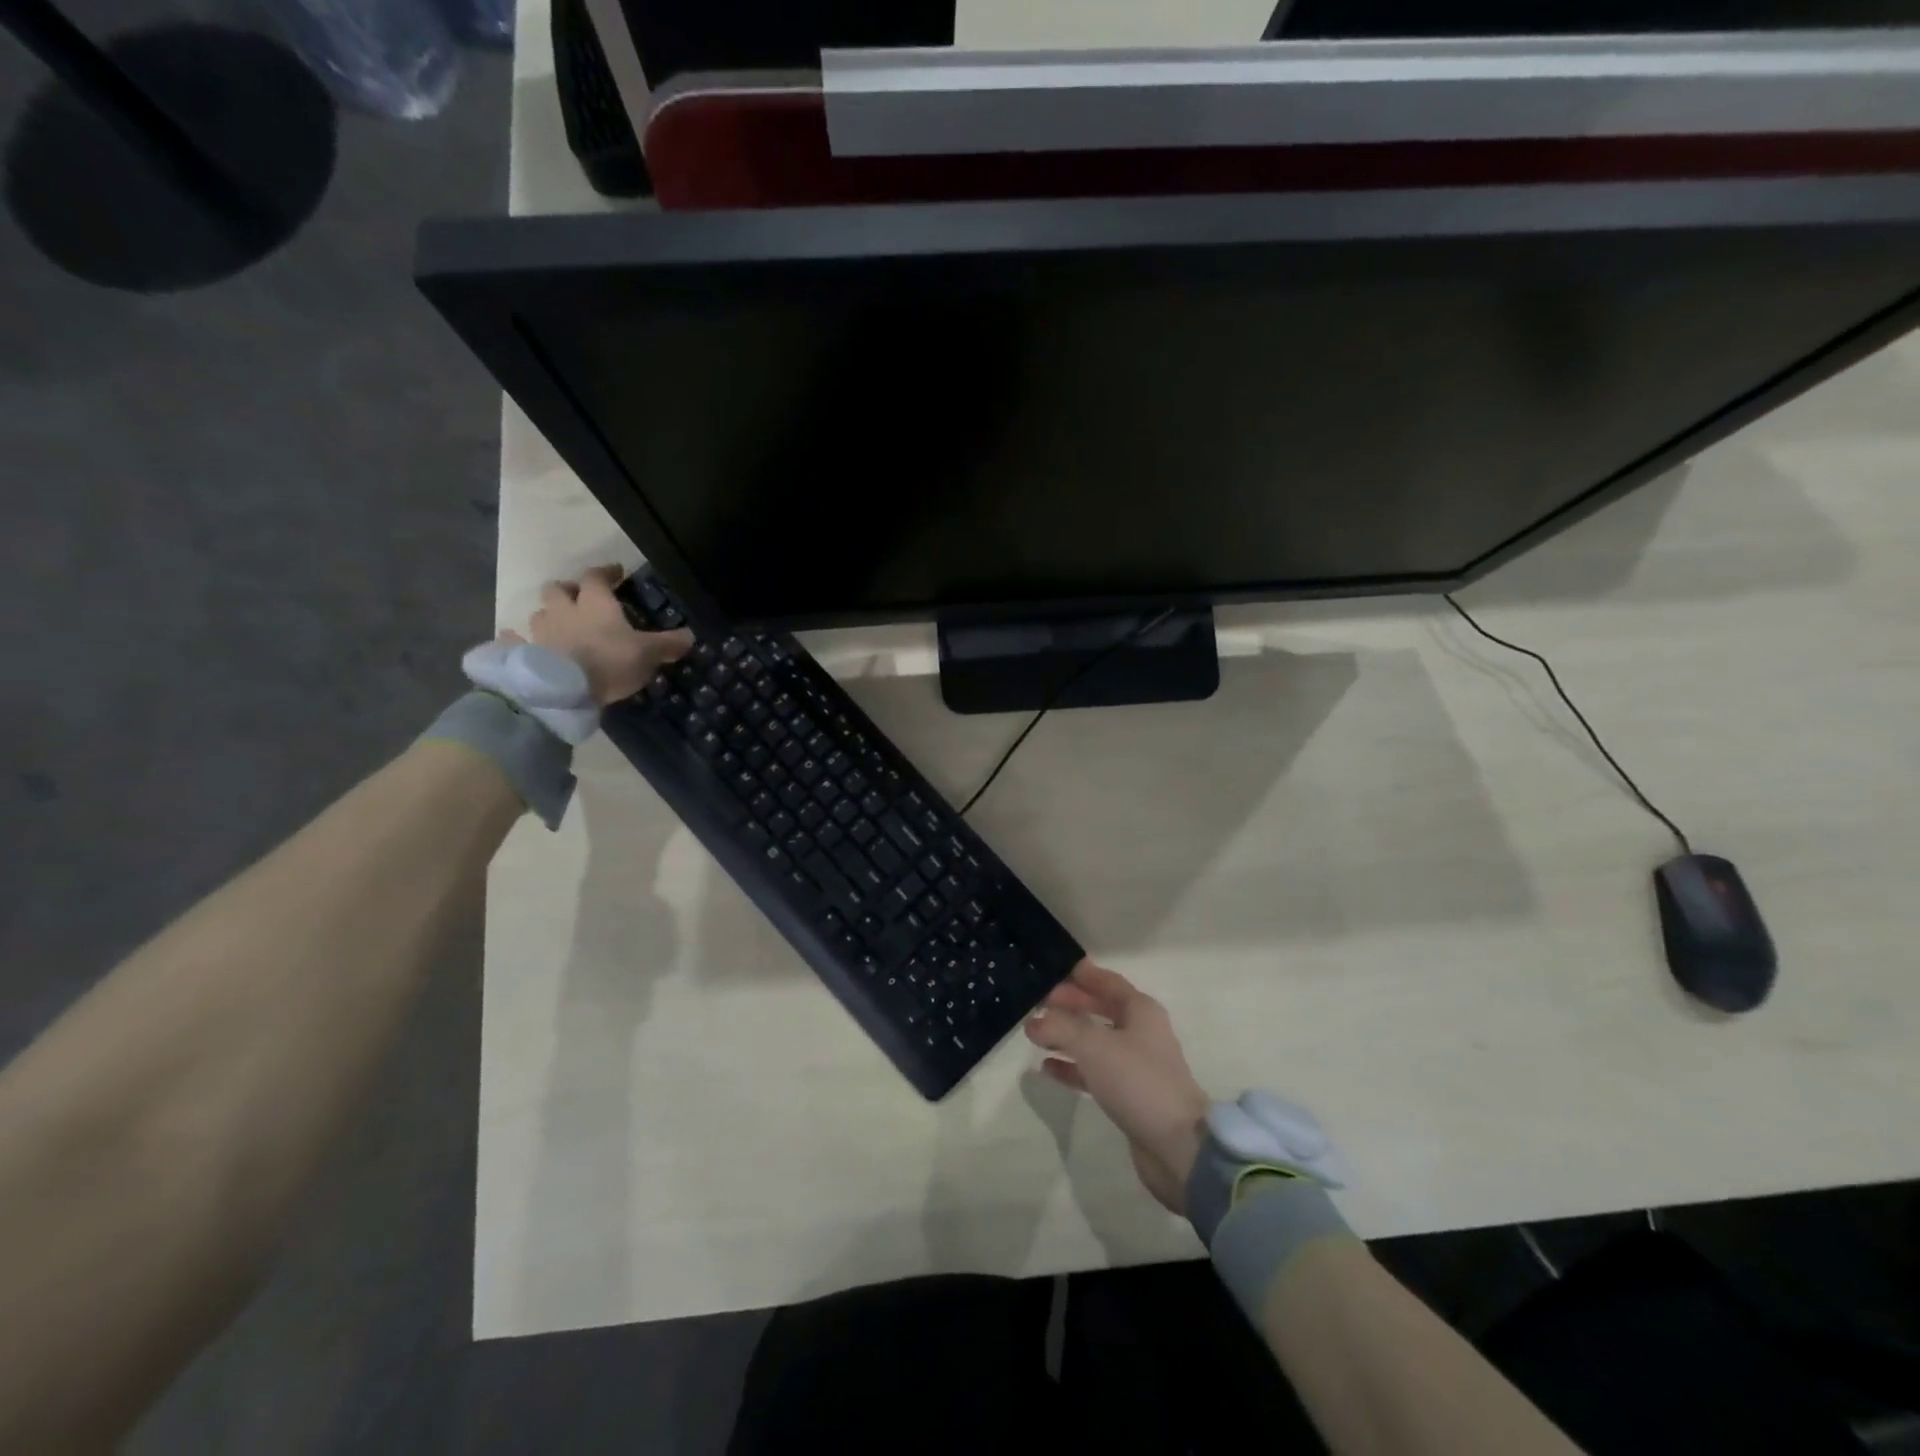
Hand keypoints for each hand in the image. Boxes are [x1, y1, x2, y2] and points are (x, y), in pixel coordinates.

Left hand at [507, 565, 691, 704]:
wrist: (564, 691)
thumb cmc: (610, 662)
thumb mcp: (648, 654)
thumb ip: (668, 644)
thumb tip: (691, 635)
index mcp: (595, 603)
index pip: (597, 576)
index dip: (606, 572)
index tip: (615, 573)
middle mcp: (564, 610)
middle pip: (557, 589)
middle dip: (568, 590)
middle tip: (579, 597)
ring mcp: (540, 631)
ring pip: (539, 613)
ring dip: (548, 614)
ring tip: (559, 624)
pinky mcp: (523, 653)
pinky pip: (514, 640)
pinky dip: (516, 639)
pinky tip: (518, 642)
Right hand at [1025, 960, 1210, 1216]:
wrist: (1177, 1145)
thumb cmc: (1137, 1081)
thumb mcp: (1093, 1045)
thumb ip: (1060, 1027)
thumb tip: (1033, 1021)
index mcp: (1141, 1011)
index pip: (1107, 982)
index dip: (1082, 975)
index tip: (1054, 968)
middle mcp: (1141, 1032)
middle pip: (1101, 1008)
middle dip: (1072, 1003)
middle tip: (1039, 1000)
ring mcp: (1136, 1065)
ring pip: (1095, 1040)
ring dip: (1068, 1035)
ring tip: (1036, 1032)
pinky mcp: (1129, 1094)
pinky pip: (1094, 1071)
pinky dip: (1072, 1066)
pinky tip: (1047, 1067)